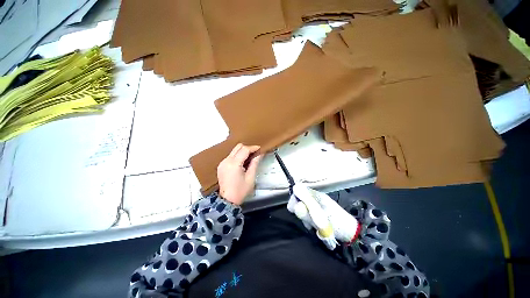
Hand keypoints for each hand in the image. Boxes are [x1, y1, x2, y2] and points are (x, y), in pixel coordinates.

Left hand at [217, 143, 262, 204]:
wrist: (227, 200)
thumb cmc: (240, 191)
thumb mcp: (250, 177)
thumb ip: (255, 163)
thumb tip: (259, 154)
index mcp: (234, 164)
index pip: (244, 150)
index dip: (253, 148)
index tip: (259, 149)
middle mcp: (226, 161)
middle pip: (238, 147)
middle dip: (247, 148)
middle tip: (255, 153)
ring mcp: (222, 163)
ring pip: (234, 150)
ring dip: (242, 152)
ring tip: (249, 158)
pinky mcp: (221, 165)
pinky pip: (230, 156)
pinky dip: (237, 156)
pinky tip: (242, 162)